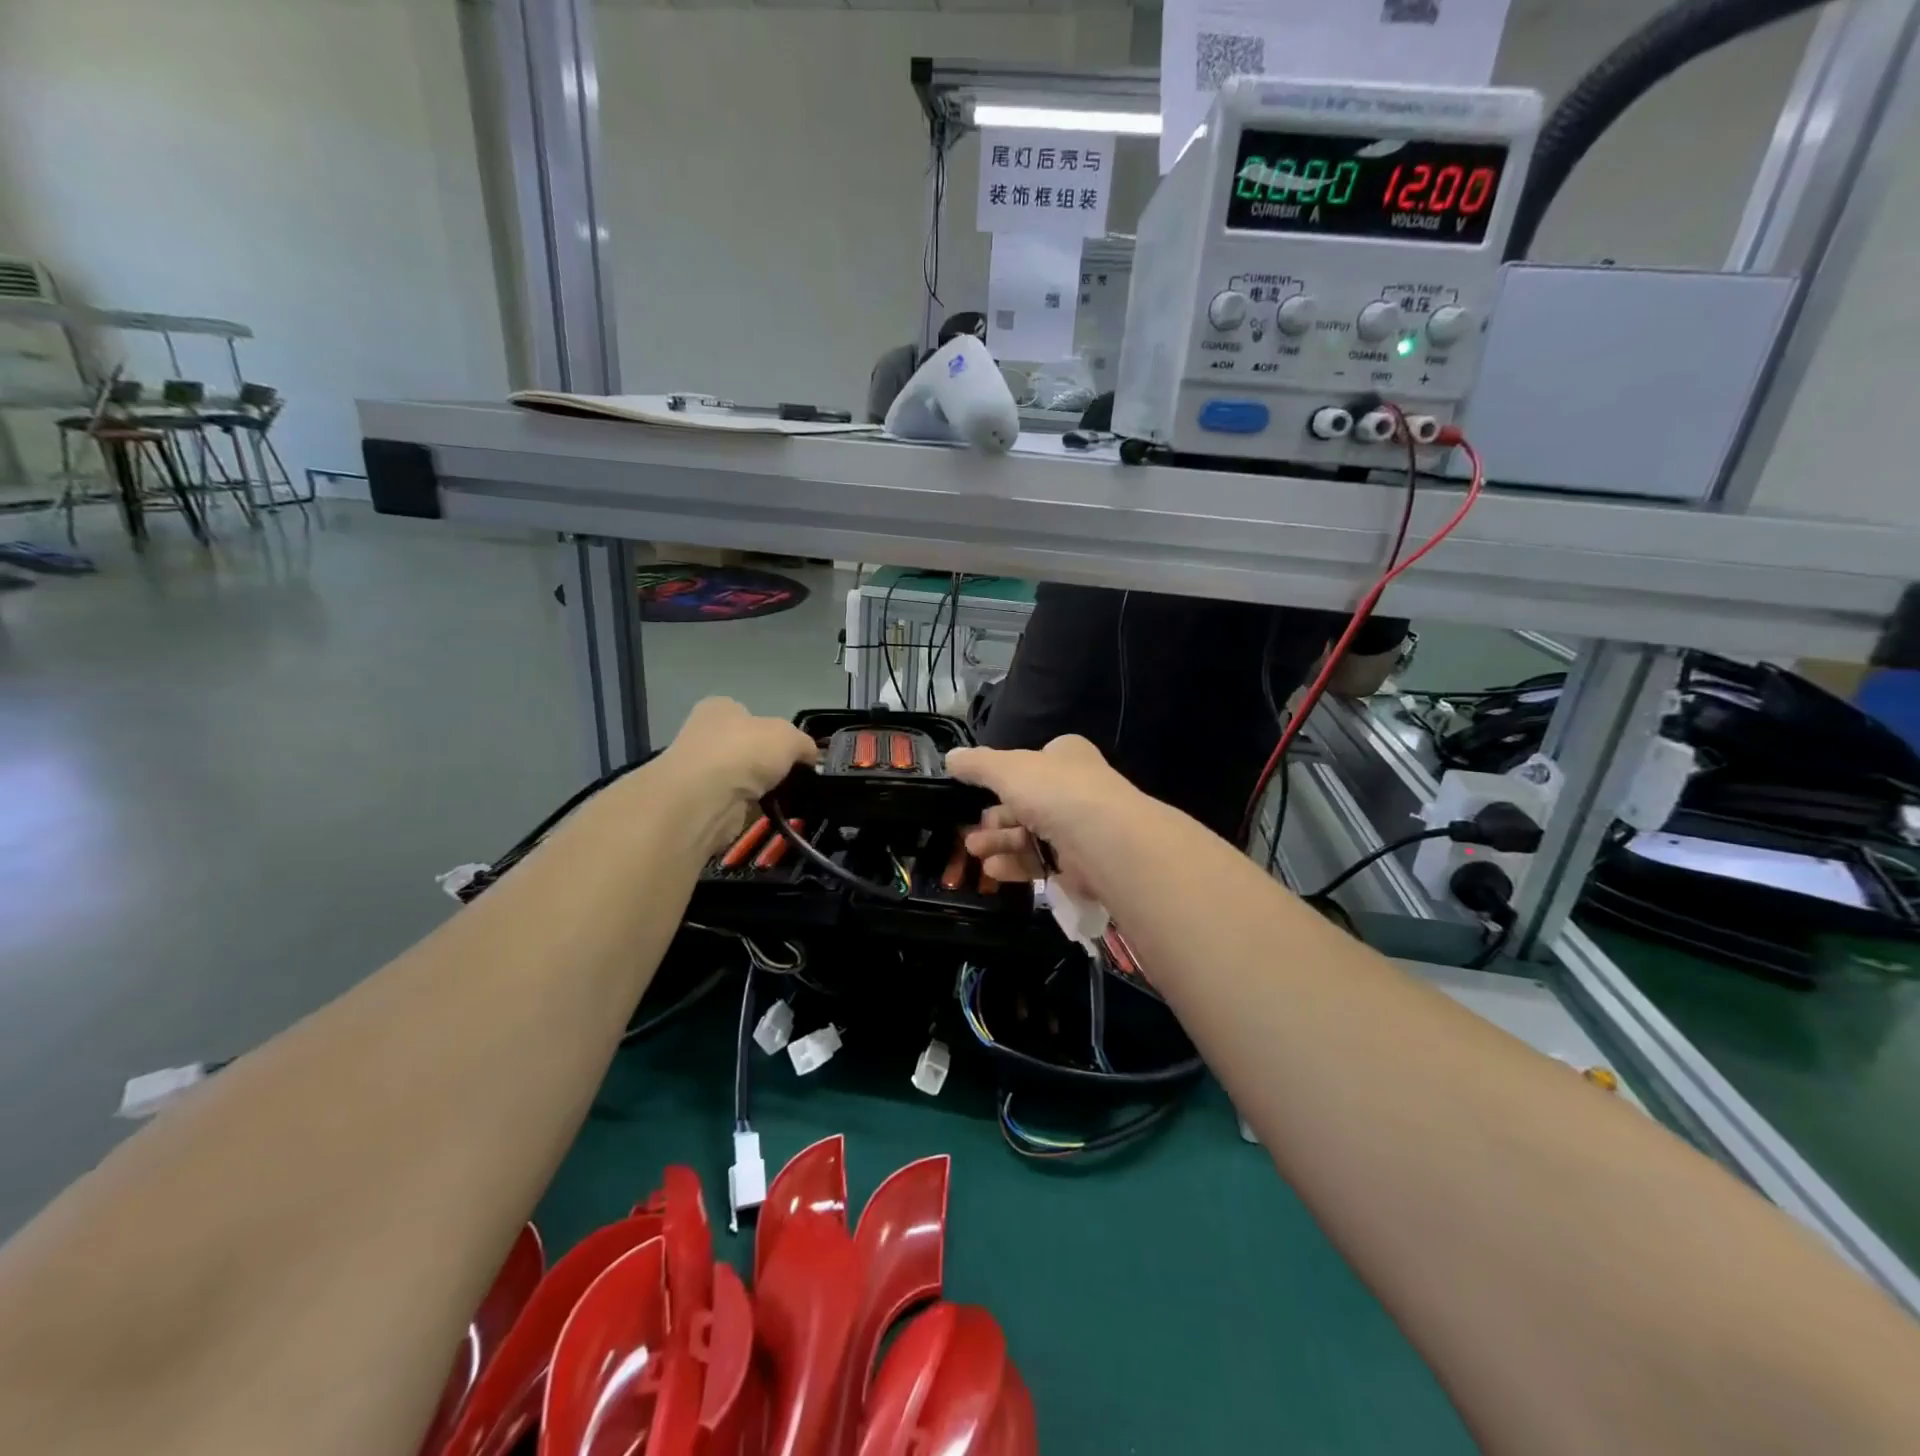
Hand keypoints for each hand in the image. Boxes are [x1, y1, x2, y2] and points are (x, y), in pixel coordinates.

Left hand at [656, 698, 818, 852]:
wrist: (708, 797)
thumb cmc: (746, 751)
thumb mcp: (790, 737)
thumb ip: (804, 744)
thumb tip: (809, 757)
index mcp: (719, 708)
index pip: (749, 715)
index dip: (772, 731)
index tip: (792, 750)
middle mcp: (704, 734)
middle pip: (745, 748)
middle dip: (766, 762)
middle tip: (792, 775)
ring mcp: (699, 770)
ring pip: (741, 777)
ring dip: (759, 787)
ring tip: (784, 796)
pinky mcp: (700, 802)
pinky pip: (736, 802)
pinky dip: (751, 807)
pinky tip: (766, 811)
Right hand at [945, 735, 1137, 893]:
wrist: (1103, 840)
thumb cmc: (1054, 792)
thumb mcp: (1006, 769)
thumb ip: (977, 764)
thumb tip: (950, 757)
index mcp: (1066, 756)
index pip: (1033, 762)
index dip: (1005, 776)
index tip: (978, 791)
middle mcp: (1076, 788)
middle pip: (1027, 802)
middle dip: (995, 818)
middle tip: (969, 831)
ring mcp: (1081, 827)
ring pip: (1032, 834)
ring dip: (1000, 842)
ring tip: (974, 851)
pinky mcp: (1081, 862)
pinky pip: (1043, 861)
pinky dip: (1016, 864)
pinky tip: (993, 870)